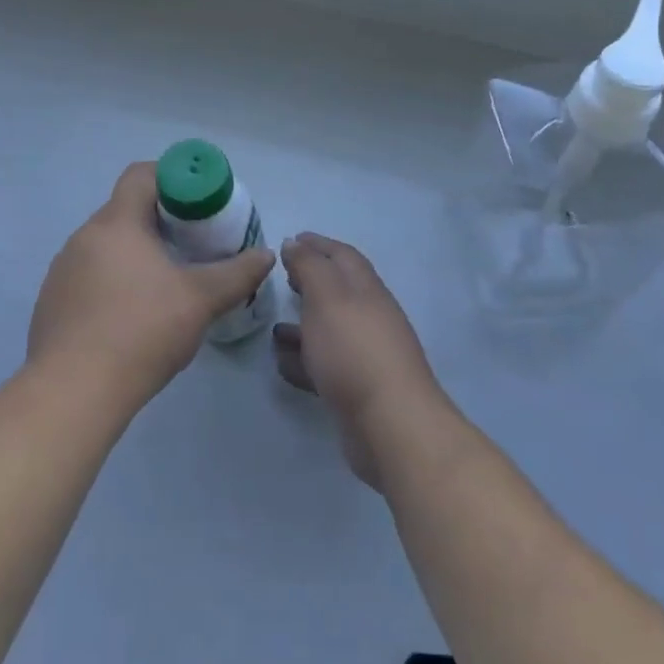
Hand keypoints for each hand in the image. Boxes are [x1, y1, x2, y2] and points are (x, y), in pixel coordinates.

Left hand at [29, 162, 274, 414]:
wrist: (73, 392)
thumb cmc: (141, 331)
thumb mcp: (200, 300)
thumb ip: (237, 274)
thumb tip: (265, 255)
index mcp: (116, 223)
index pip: (141, 175)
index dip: (172, 178)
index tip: (197, 203)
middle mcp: (83, 237)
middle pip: (125, 211)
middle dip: (160, 221)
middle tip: (192, 245)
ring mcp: (62, 270)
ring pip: (106, 246)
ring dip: (135, 254)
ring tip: (165, 284)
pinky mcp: (52, 303)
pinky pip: (89, 276)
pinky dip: (113, 282)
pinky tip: (132, 317)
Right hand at [272, 233, 445, 489]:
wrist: (390, 424)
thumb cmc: (354, 350)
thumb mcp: (326, 297)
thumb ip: (310, 266)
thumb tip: (295, 243)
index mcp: (366, 289)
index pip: (342, 255)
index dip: (318, 244)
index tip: (292, 239)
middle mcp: (369, 316)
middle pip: (338, 290)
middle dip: (311, 281)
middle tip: (283, 278)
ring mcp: (365, 354)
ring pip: (329, 330)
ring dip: (303, 323)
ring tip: (273, 325)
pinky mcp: (356, 389)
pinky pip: (324, 365)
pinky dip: (303, 359)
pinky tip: (281, 363)